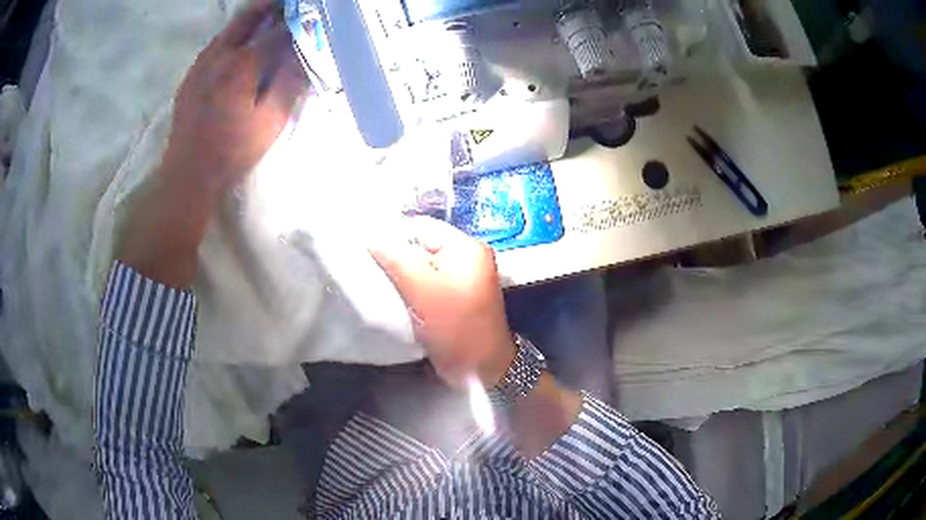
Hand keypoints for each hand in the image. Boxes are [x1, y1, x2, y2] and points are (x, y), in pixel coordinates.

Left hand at [119, 0, 305, 287]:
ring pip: (228, 30)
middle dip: (270, 6)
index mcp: (243, 65)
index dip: (297, 20)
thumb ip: (290, 82)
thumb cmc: (233, 151)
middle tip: (287, 2)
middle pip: (248, 19)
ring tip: (266, 12)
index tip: (311, 13)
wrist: (188, 175)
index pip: (277, 32)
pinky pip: (213, 46)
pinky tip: (237, 41)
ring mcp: (201, 65)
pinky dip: (230, 35)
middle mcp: (220, 56)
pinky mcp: (190, 77)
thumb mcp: (271, 121)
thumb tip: (306, 51)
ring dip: (249, 18)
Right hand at [370, 217, 516, 388]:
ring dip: (400, 274)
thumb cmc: (455, 328)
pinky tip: (393, 296)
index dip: (392, 236)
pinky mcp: (452, 297)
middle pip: (420, 245)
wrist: (480, 370)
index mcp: (466, 247)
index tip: (366, 251)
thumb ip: (396, 259)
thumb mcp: (423, 290)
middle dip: (395, 257)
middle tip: (370, 270)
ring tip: (379, 283)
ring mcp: (460, 278)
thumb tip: (372, 236)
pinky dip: (409, 288)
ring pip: (420, 265)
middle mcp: (466, 257)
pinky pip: (425, 283)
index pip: (421, 227)